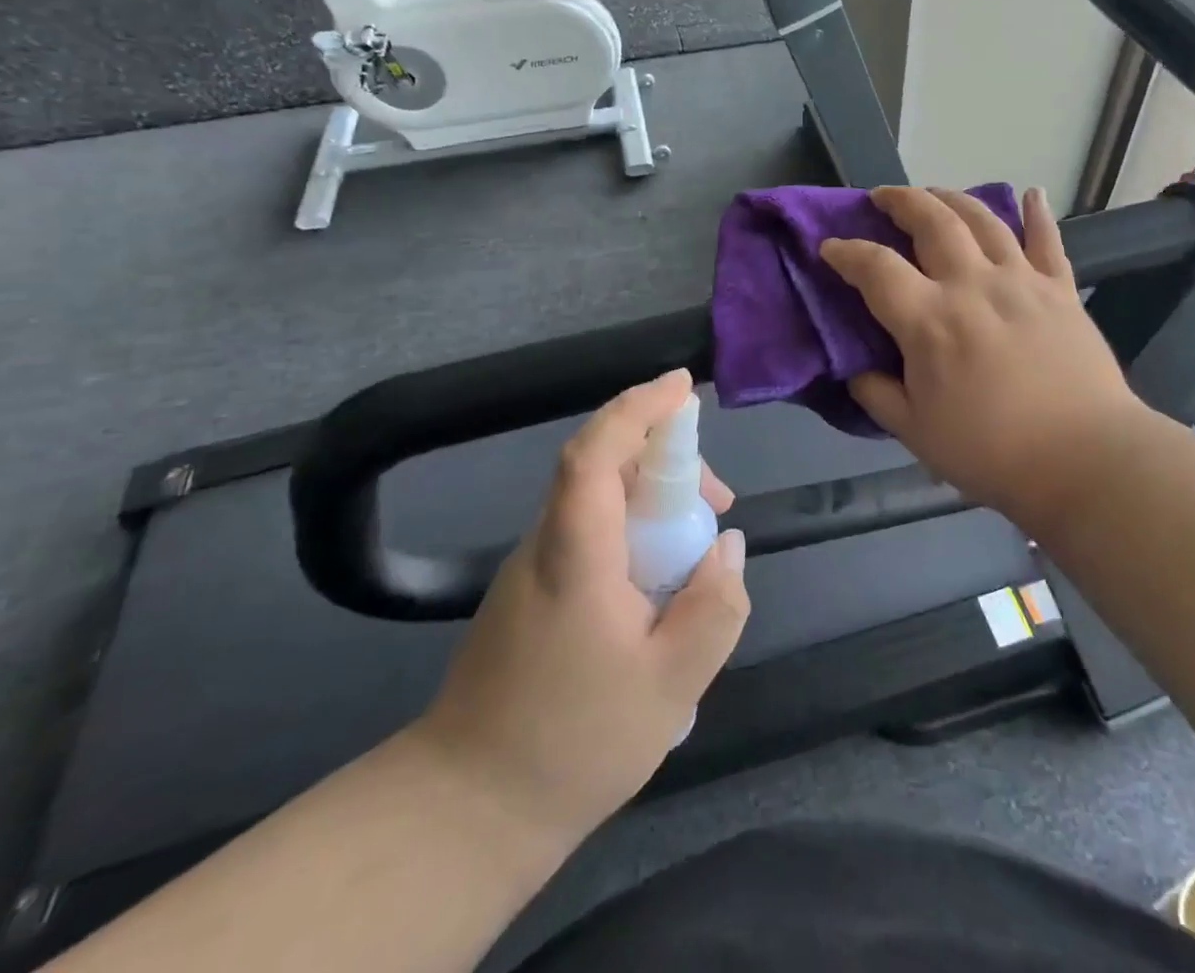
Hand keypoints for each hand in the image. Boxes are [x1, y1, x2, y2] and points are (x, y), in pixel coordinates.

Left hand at [408, 369, 748, 850]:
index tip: (683, 386)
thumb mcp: (671, 685)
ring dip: (654, 498)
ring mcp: (532, 567)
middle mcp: (545, 544)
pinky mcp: (531, 591)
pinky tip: (660, 583)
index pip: (595, 453)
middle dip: (667, 459)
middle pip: (602, 467)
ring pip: (598, 500)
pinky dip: (633, 530)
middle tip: (720, 500)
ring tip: (699, 548)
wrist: (467, 809)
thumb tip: (727, 546)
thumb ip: (714, 608)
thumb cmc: (573, 743)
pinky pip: (589, 532)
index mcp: (575, 554)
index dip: (638, 408)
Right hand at [820, 186, 1145, 532]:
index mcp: (929, 320)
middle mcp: (972, 285)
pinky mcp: (1061, 291)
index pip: (876, 268)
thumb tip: (856, 369)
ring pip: (984, 220)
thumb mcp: (914, 432)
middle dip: (902, 202)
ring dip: (953, 199)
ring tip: (936, 194)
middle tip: (883, 197)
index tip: (830, 247)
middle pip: (932, 222)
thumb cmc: (991, 452)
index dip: (846, 252)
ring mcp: (1021, 282)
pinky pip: (1048, 241)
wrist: (1083, 460)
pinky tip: (1031, 195)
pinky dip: (1038, 214)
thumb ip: (877, 394)